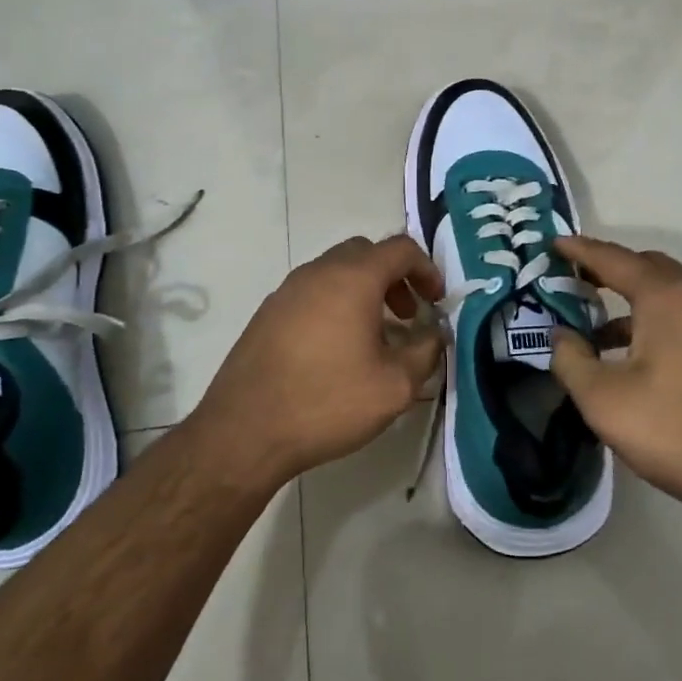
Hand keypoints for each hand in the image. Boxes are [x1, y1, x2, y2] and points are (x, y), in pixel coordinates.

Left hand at [189, 235, 443, 484]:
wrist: (245, 431)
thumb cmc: (327, 402)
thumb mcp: (394, 386)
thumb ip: (425, 352)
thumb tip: (434, 334)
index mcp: (352, 278)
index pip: (400, 249)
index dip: (427, 269)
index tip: (436, 302)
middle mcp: (317, 272)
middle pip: (366, 253)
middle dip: (395, 277)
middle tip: (408, 315)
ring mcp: (287, 290)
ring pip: (336, 272)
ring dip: (364, 291)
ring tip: (376, 335)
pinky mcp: (267, 313)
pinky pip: (312, 293)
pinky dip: (336, 304)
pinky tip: (338, 349)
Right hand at [549, 237, 681, 532]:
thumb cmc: (678, 431)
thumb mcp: (604, 401)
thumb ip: (571, 360)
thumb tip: (561, 335)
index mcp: (667, 296)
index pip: (613, 258)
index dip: (580, 250)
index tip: (555, 244)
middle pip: (648, 268)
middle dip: (609, 271)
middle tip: (575, 285)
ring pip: (672, 293)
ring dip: (635, 302)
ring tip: (600, 334)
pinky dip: (661, 320)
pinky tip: (643, 358)